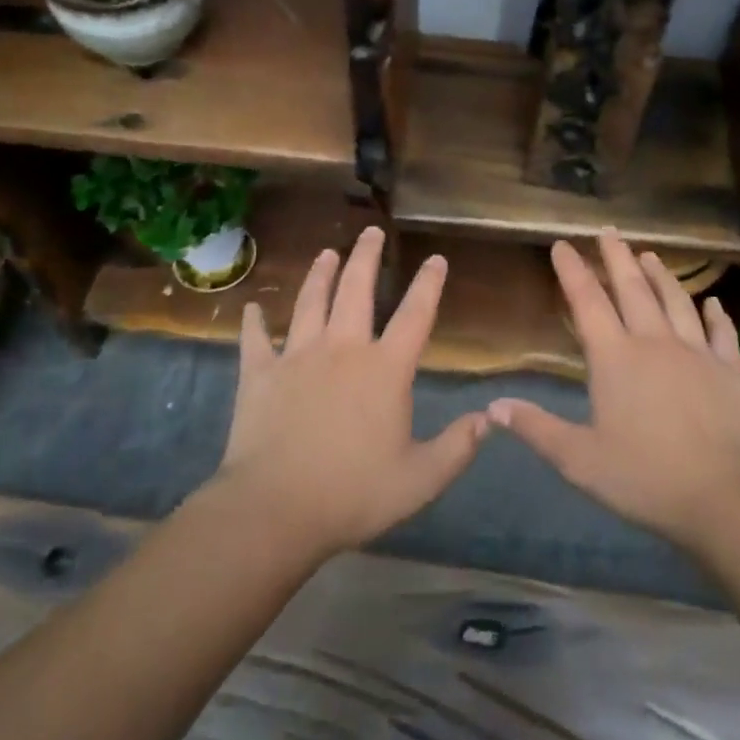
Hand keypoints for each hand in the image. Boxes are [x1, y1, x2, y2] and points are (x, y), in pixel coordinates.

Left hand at [210, 226, 486, 557]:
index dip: (428, 284)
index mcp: (385, 369)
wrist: (275, 509)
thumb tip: (488, 419)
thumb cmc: (353, 493)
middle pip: (357, 290)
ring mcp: (297, 356)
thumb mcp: (420, 479)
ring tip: (327, 252)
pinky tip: (250, 307)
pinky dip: (253, 322)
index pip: (414, 315)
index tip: (435, 259)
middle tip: (371, 231)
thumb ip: (458, 447)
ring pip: (310, 302)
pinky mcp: (259, 373)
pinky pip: (255, 339)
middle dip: (367, 256)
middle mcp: (343, 349)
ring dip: (319, 274)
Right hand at [489, 231, 739, 551]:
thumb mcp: (578, 459)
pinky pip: (722, 333)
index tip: (562, 245)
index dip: (572, 271)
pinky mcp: (729, 371)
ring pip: (675, 301)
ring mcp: (696, 353)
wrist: (724, 498)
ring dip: (661, 275)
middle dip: (616, 257)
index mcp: (615, 358)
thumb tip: (492, 407)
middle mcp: (654, 343)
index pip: (588, 302)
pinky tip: (712, 302)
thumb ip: (536, 429)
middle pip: (633, 288)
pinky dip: (716, 314)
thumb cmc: (644, 477)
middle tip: (608, 231)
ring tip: (649, 254)